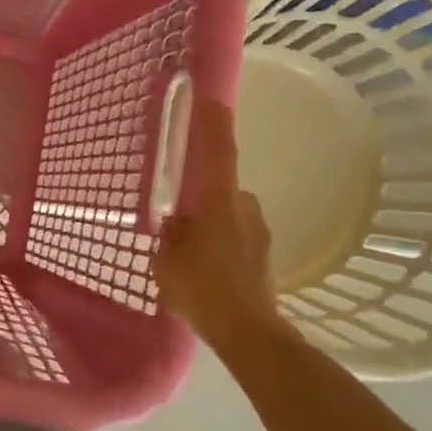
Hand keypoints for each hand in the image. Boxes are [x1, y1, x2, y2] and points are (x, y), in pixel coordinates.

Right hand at [153, 99, 281, 348]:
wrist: (248, 332)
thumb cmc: (202, 290)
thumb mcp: (167, 261)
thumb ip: (170, 235)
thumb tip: (176, 223)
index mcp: (220, 203)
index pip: (219, 152)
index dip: (214, 123)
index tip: (211, 98)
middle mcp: (245, 208)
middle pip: (220, 190)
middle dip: (200, 198)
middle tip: (177, 220)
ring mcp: (259, 232)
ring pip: (228, 216)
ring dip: (210, 224)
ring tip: (189, 255)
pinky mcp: (263, 255)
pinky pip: (235, 237)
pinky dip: (220, 244)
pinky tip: (205, 271)